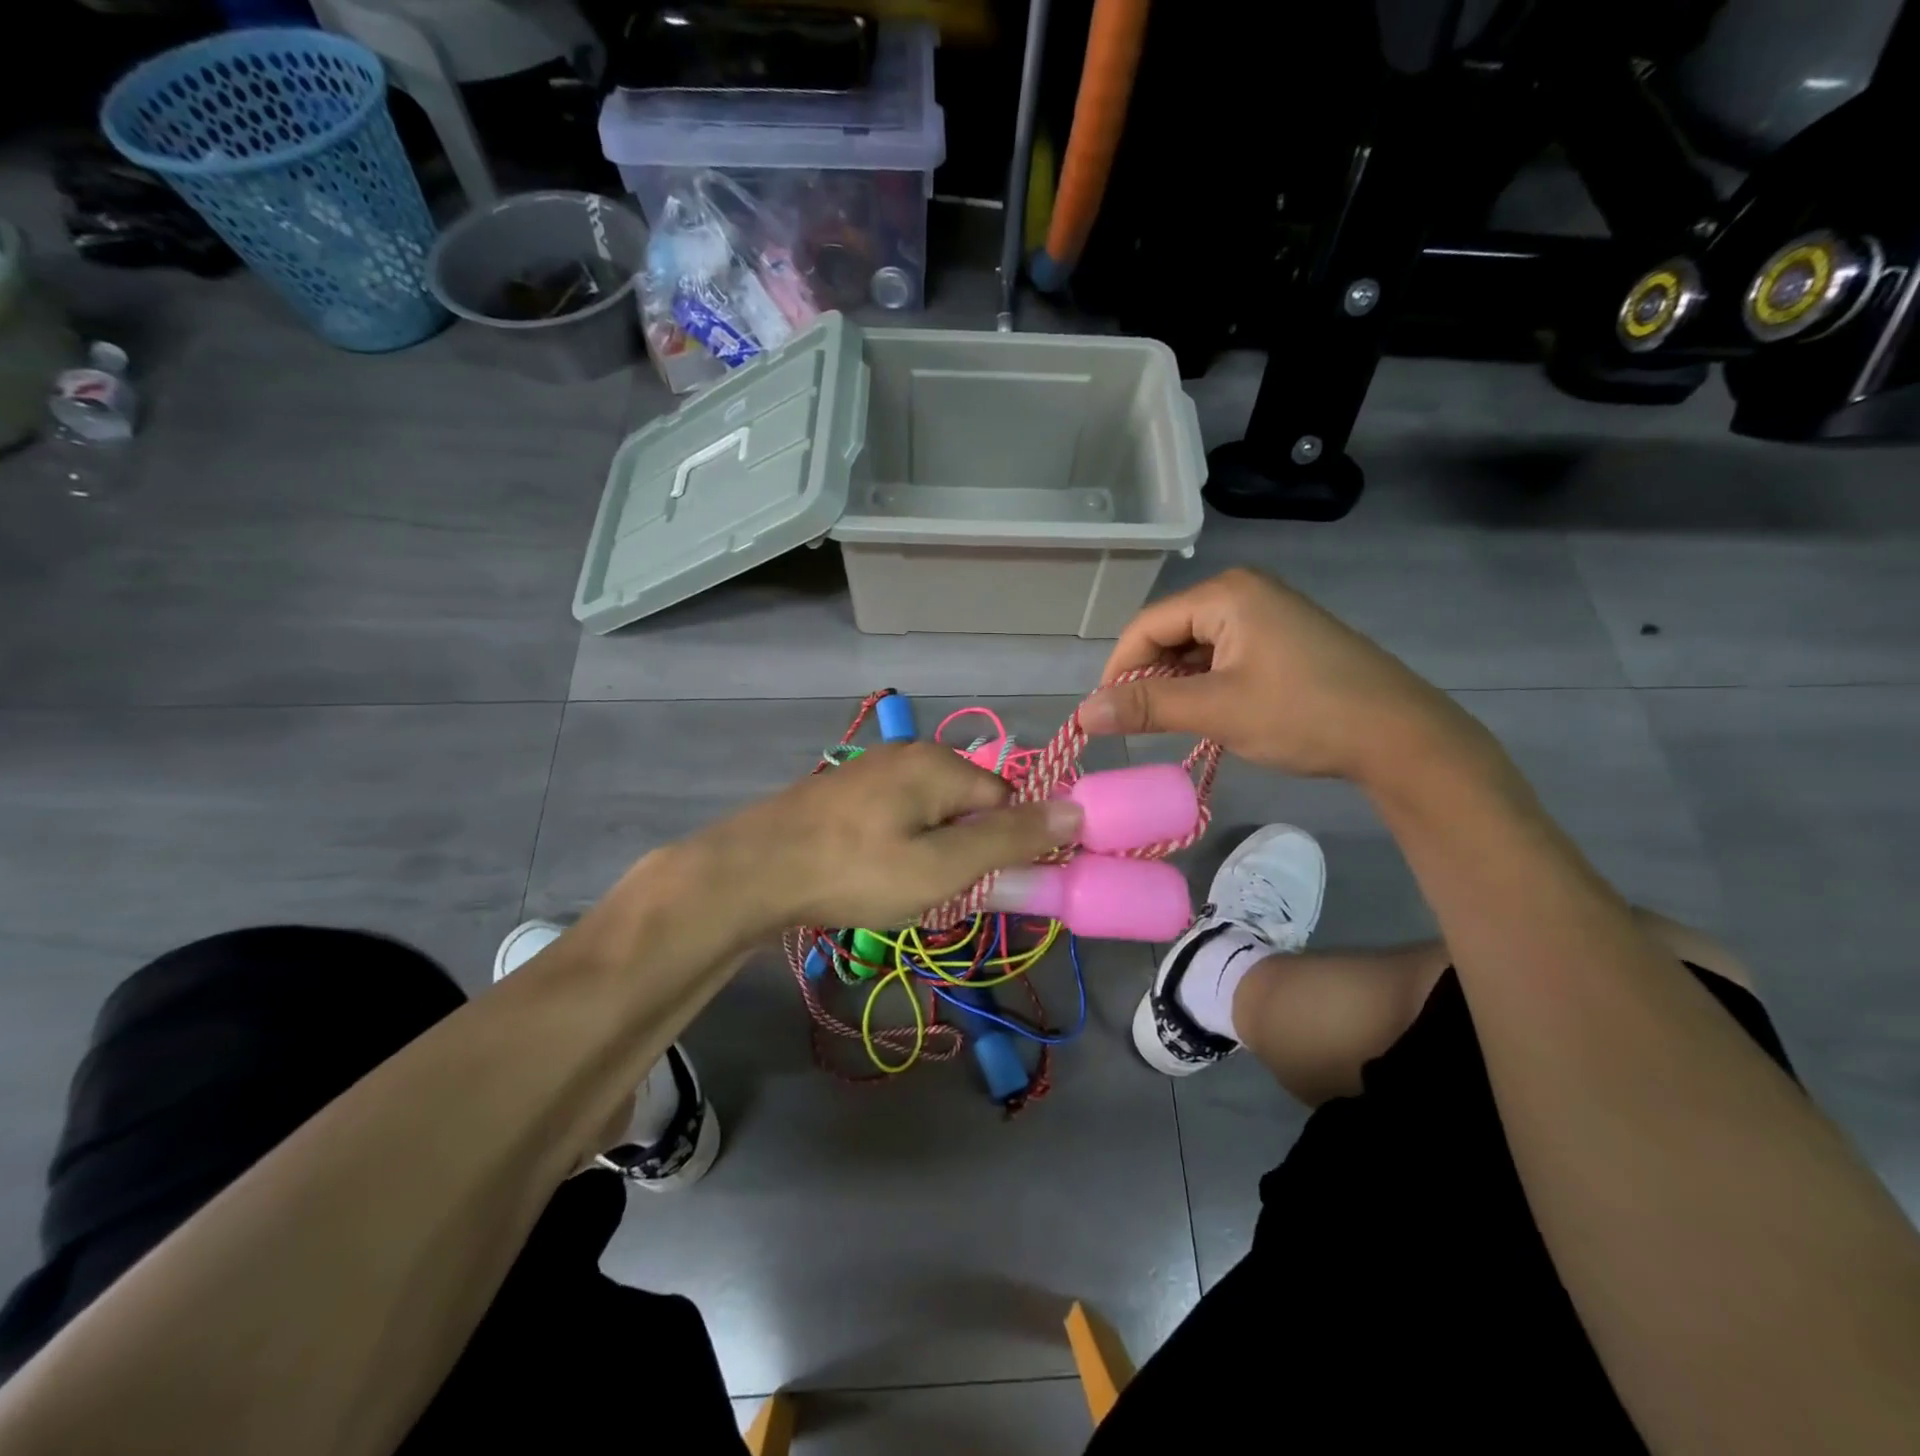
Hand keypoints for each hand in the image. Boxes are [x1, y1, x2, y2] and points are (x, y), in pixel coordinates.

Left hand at [703, 742, 1082, 929]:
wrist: (751, 871)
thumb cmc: (855, 871)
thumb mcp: (943, 866)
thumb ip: (1010, 840)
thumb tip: (1077, 811)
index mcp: (941, 763)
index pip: (1010, 798)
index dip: (1012, 844)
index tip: (995, 886)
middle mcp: (911, 754)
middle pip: (971, 803)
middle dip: (969, 850)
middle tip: (942, 893)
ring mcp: (875, 770)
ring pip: (934, 813)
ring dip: (935, 852)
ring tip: (905, 889)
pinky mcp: (848, 791)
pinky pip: (900, 815)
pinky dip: (903, 845)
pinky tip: (877, 873)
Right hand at [1080, 568, 1479, 783]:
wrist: (1400, 736)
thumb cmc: (1304, 714)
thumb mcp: (1218, 710)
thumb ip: (1147, 707)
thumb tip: (1083, 712)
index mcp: (1226, 594)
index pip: (1146, 626)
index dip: (1118, 670)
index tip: (1104, 716)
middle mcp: (1243, 592)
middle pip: (1168, 633)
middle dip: (1148, 678)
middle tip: (1137, 726)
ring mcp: (1266, 613)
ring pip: (1194, 647)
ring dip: (1175, 685)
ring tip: (1170, 725)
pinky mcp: (1281, 638)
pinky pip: (1222, 655)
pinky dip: (1204, 684)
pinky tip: (1206, 714)